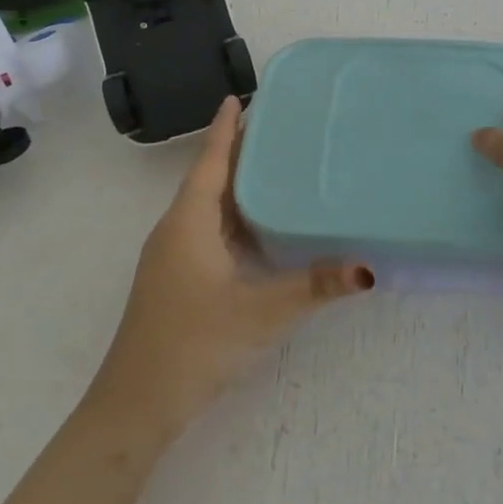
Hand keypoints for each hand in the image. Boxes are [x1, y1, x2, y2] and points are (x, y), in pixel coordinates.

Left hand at [88, 97, 373, 436]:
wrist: (135, 407)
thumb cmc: (194, 344)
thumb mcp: (261, 313)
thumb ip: (314, 286)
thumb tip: (367, 267)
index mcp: (189, 222)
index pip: (209, 161)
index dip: (224, 128)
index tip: (238, 96)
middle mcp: (176, 230)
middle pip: (209, 178)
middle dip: (237, 151)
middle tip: (276, 127)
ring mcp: (173, 257)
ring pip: (208, 207)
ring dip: (235, 185)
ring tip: (275, 167)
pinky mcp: (176, 280)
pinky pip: (207, 231)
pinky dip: (233, 217)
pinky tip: (260, 227)